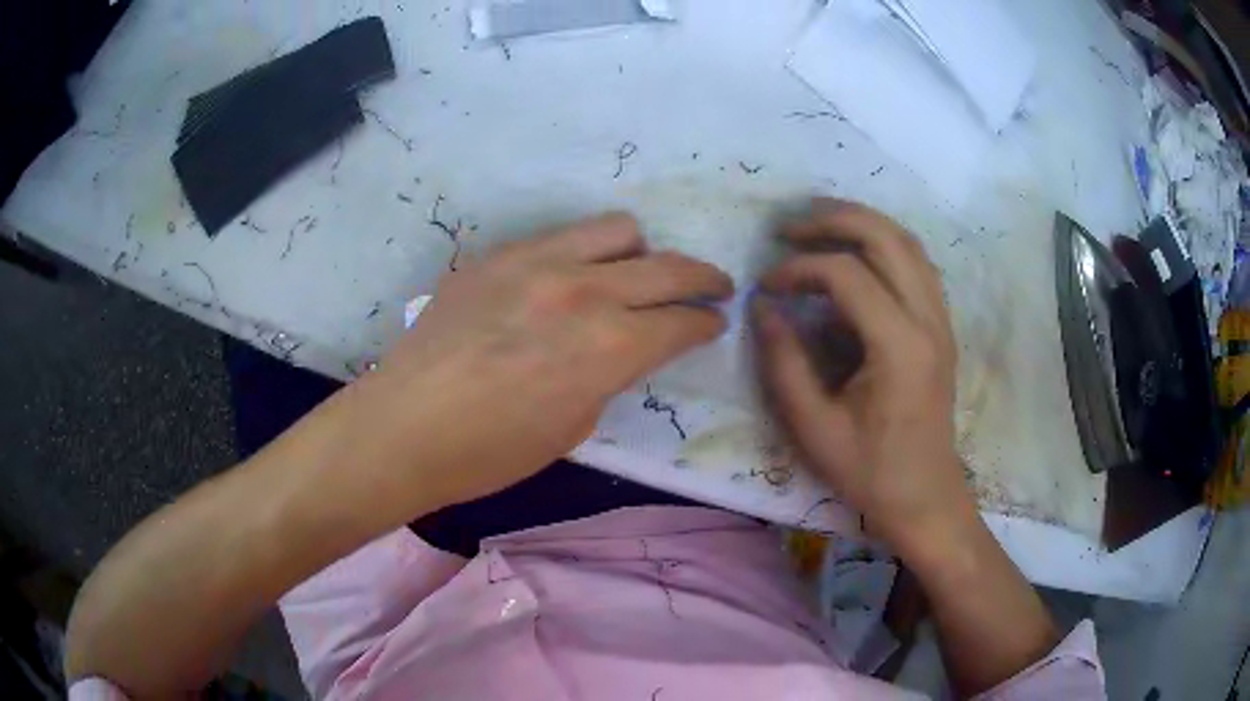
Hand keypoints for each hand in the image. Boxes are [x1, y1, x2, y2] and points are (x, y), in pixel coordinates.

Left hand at [354, 212, 733, 507]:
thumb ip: (609, 374)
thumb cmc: (489, 452)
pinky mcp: (498, 255)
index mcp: (608, 347)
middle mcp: (582, 290)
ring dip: (641, 253)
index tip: (714, 323)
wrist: (403, 427)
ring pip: (618, 229)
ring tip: (635, 275)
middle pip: (667, 266)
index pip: (682, 321)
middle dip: (702, 278)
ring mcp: (536, 262)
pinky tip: (571, 279)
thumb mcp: (573, 426)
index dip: (706, 323)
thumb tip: (622, 348)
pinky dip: (585, 254)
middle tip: (713, 288)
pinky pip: (560, 237)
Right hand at [754, 199, 972, 550]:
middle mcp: (928, 320)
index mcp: (899, 346)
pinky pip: (917, 263)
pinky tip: (857, 255)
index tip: (766, 286)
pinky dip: (884, 244)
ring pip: (908, 242)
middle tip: (790, 226)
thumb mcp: (814, 427)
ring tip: (819, 224)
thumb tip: (763, 307)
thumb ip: (784, 361)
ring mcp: (941, 320)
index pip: (847, 274)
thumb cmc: (870, 471)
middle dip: (834, 219)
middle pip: (886, 237)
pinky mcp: (941, 326)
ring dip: (862, 223)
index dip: (799, 268)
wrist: (925, 496)